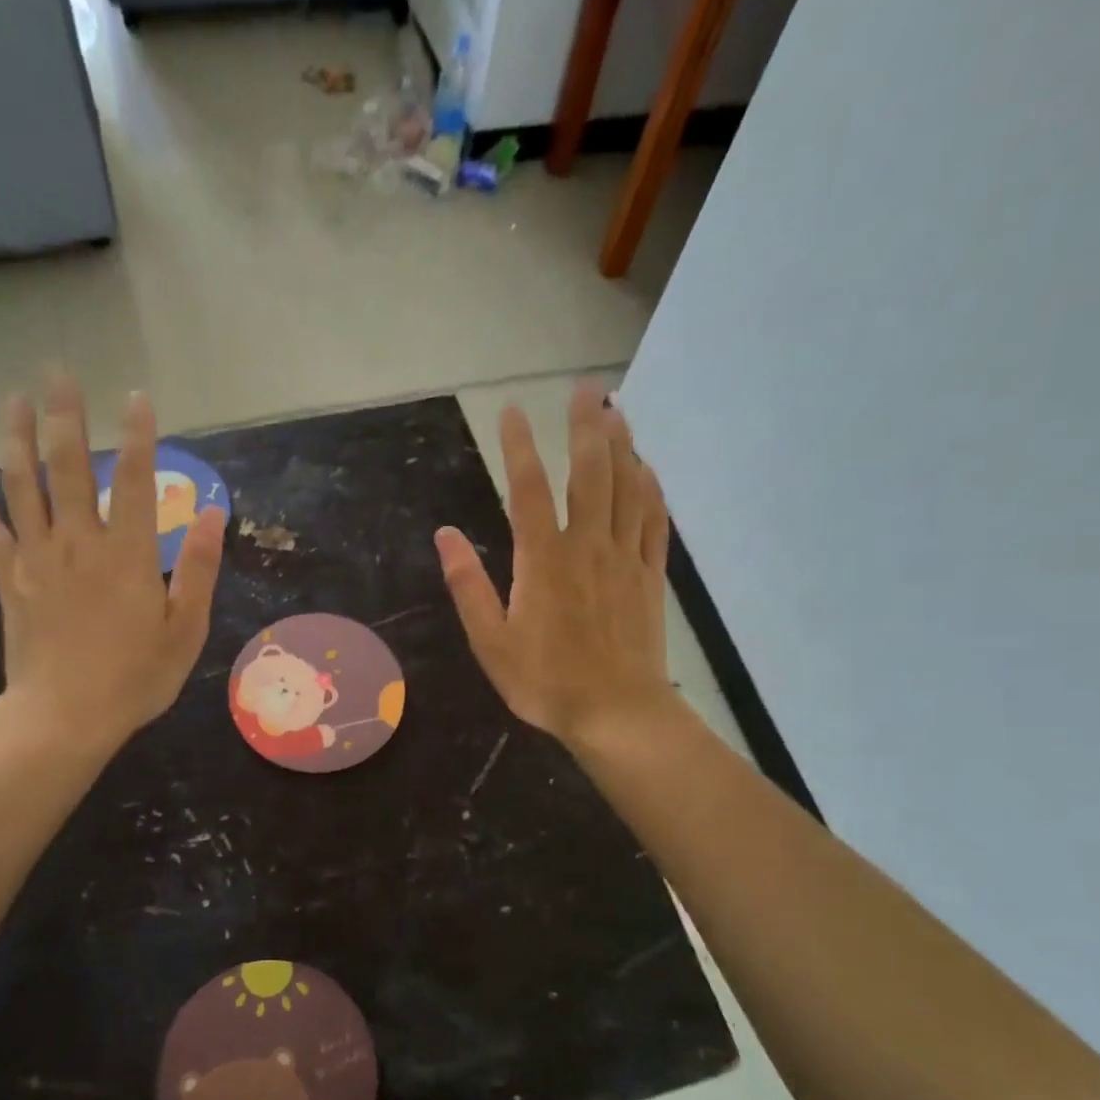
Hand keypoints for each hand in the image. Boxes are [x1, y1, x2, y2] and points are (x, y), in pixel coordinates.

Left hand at [0, 368, 225, 754]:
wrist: (65, 717)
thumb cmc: (136, 677)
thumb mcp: (186, 629)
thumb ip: (201, 568)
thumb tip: (215, 513)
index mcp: (129, 554)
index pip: (138, 480)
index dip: (140, 435)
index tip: (137, 395)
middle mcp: (80, 542)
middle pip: (70, 467)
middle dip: (66, 415)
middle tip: (58, 371)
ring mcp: (37, 558)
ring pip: (23, 486)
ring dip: (16, 439)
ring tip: (12, 399)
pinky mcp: (8, 581)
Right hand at [435, 381, 673, 748]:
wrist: (616, 713)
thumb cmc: (545, 682)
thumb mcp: (491, 641)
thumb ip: (468, 585)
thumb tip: (445, 535)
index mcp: (543, 561)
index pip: (528, 490)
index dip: (519, 446)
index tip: (512, 410)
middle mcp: (588, 547)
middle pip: (589, 474)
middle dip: (587, 426)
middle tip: (588, 387)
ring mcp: (624, 559)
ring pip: (628, 489)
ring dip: (623, 445)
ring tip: (618, 410)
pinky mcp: (650, 577)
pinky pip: (654, 521)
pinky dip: (651, 489)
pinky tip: (647, 470)